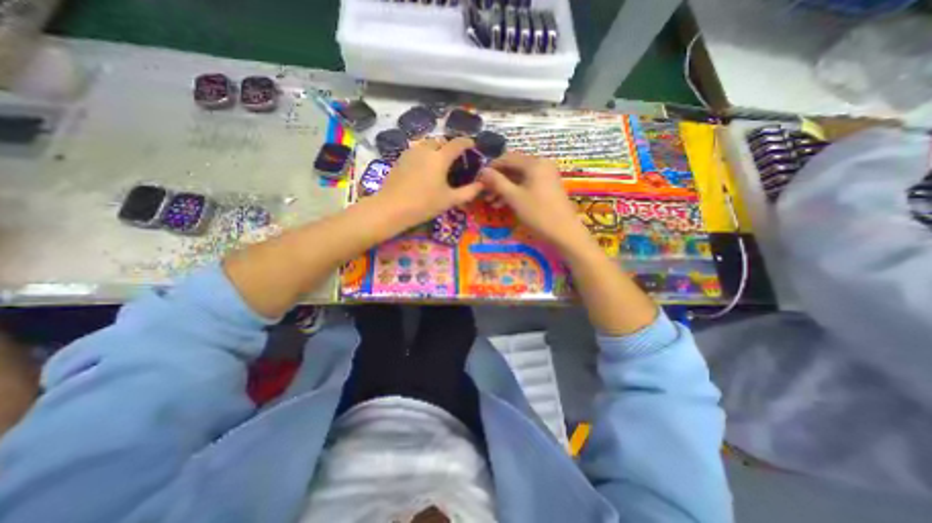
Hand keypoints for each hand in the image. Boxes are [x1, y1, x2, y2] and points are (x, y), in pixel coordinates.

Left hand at [371, 136, 484, 228]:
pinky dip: (424, 155)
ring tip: (439, 164)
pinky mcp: (400, 159)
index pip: (457, 143)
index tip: (472, 145)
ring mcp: (410, 152)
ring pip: (427, 145)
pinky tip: (423, 169)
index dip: (467, 142)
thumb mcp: (449, 200)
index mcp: (440, 157)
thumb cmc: (424, 204)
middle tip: (454, 159)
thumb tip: (481, 185)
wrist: (391, 208)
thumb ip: (468, 192)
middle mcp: (425, 149)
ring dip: (436, 150)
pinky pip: (416, 151)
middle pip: (441, 141)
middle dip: (449, 146)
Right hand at [480, 154, 588, 249]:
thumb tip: (482, 170)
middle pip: (513, 167)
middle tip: (484, 193)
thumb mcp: (514, 197)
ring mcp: (545, 176)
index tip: (478, 179)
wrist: (564, 232)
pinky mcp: (547, 187)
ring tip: (491, 202)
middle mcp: (541, 164)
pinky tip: (502, 203)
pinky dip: (514, 192)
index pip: (507, 158)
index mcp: (534, 163)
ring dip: (504, 188)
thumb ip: (497, 182)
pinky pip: (526, 184)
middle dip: (497, 180)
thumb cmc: (538, 213)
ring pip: (519, 177)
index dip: (491, 168)